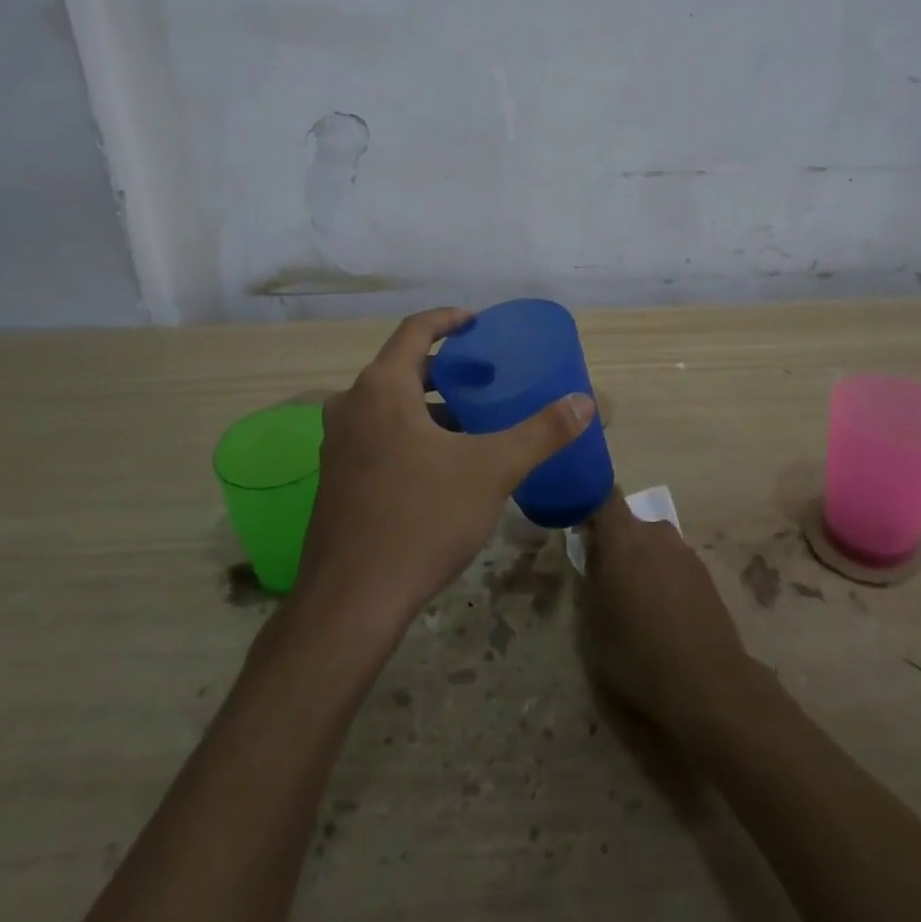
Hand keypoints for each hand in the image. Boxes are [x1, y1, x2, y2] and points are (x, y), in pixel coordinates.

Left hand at [295, 307, 595, 626]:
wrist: (351, 602)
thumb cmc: (421, 519)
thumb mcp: (491, 470)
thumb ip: (540, 432)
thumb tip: (585, 402)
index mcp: (382, 388)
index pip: (415, 329)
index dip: (449, 319)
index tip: (478, 323)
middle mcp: (351, 405)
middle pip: (401, 367)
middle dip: (444, 367)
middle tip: (484, 376)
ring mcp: (337, 444)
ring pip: (388, 405)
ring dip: (428, 404)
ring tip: (471, 420)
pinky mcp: (335, 478)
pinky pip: (377, 434)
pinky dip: (409, 431)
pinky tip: (441, 464)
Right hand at [578, 491, 754, 732]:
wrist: (707, 683)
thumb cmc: (636, 650)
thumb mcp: (591, 621)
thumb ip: (587, 579)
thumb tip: (590, 556)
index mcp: (623, 535)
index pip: (604, 496)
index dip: (590, 506)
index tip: (580, 527)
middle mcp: (656, 532)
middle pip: (630, 525)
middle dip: (616, 543)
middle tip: (605, 578)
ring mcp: (686, 552)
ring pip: (654, 546)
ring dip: (642, 563)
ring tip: (636, 604)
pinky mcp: (706, 576)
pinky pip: (674, 566)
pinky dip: (664, 580)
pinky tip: (663, 617)